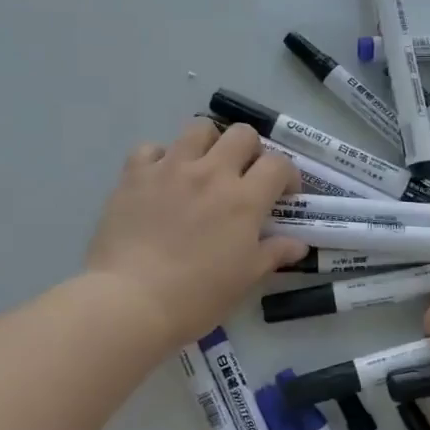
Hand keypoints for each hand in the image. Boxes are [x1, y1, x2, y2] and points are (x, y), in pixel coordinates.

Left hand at [85, 120, 305, 347]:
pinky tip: (160, 179)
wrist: (131, 301)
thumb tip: (298, 244)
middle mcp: (211, 173)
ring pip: (198, 128)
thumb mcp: (245, 279)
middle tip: (243, 176)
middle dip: (251, 150)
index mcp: (244, 199)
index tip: (283, 194)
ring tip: (203, 167)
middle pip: (242, 134)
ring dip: (208, 143)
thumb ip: (273, 254)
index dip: (287, 175)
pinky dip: (160, 158)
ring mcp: (170, 168)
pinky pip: (151, 148)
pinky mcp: (134, 174)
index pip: (278, 164)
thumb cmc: (197, 296)